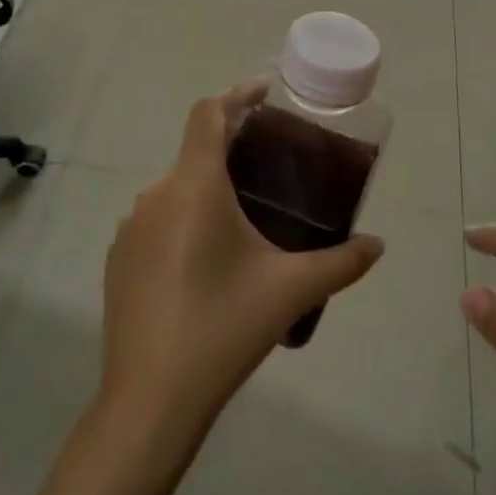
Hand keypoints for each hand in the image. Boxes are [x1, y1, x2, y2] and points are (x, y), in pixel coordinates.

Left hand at [98, 82, 384, 450]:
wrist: (150, 400)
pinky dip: (184, 220)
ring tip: (244, 213)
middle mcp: (156, 196)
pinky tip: (207, 259)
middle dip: (231, 147)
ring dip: (207, 188)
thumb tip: (378, 246)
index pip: (208, 114)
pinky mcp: (117, 260)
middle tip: (270, 163)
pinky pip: (157, 221)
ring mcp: (130, 229)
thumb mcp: (291, 290)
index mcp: (194, 186)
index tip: (264, 94)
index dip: (236, 95)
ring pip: (175, 189)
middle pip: (194, 151)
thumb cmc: (225, 328)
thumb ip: (342, 262)